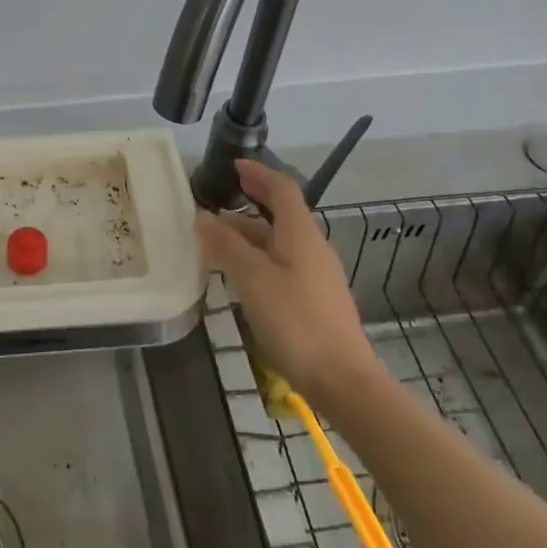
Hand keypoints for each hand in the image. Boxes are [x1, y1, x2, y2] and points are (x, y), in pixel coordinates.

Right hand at [196, 159, 381, 397]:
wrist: (344, 381)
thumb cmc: (296, 320)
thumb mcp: (252, 278)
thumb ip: (226, 245)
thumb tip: (203, 216)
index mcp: (301, 233)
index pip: (282, 188)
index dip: (259, 173)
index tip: (233, 166)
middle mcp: (312, 248)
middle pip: (281, 215)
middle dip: (249, 204)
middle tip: (218, 202)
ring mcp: (317, 276)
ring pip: (279, 243)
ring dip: (250, 235)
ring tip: (217, 241)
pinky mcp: (316, 302)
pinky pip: (282, 265)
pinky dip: (258, 259)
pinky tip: (240, 276)